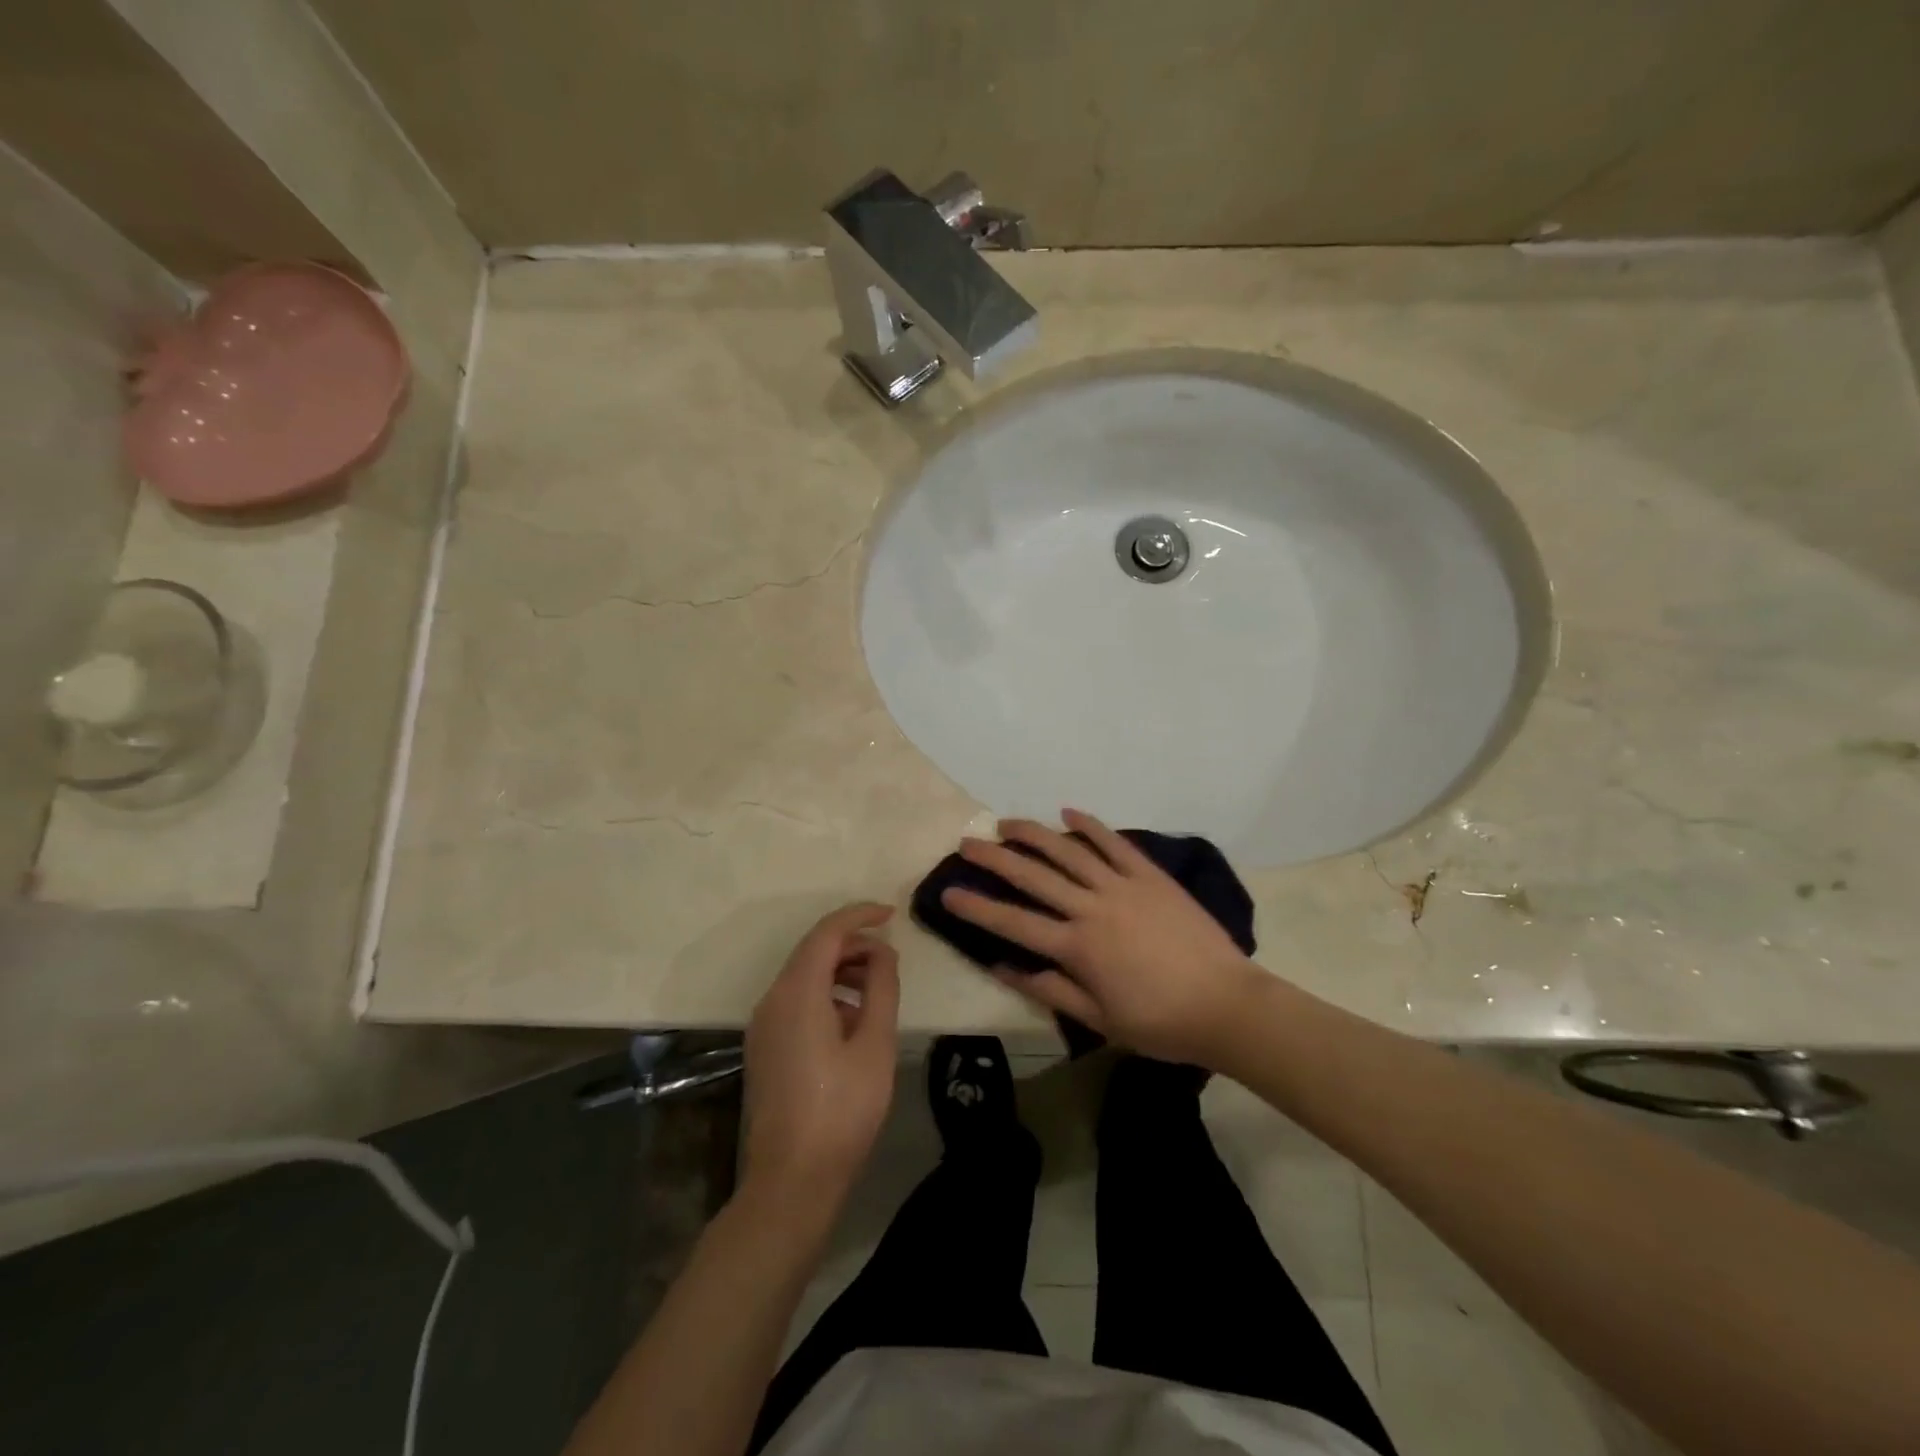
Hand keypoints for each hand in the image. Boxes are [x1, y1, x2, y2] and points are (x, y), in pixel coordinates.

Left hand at [741, 903, 900, 1214]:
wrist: (791, 1180)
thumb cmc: (842, 1110)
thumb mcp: (875, 1045)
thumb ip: (881, 988)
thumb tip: (882, 953)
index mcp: (797, 993)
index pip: (827, 933)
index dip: (859, 916)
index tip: (891, 915)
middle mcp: (772, 999)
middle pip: (812, 951)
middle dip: (852, 944)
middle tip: (890, 956)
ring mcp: (763, 1024)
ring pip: (803, 976)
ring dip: (840, 969)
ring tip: (877, 986)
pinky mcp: (764, 1046)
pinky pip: (795, 1000)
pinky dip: (825, 993)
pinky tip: (852, 1019)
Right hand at [942, 809, 1261, 1064]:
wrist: (1226, 1005)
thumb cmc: (1160, 1022)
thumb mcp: (1099, 1020)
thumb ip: (1050, 990)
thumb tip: (1003, 967)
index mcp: (1077, 947)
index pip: (1014, 923)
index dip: (977, 907)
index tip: (948, 892)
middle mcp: (1092, 908)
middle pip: (1034, 876)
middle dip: (995, 858)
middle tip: (967, 843)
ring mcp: (1122, 886)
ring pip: (1069, 852)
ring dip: (1034, 834)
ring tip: (1007, 823)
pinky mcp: (1150, 877)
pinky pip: (1115, 844)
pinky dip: (1091, 827)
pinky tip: (1068, 813)